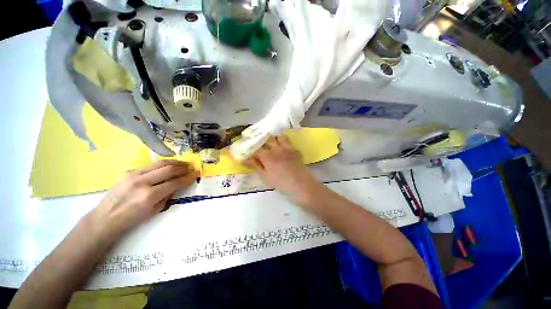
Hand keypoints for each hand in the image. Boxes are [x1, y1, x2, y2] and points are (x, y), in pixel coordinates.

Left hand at [89, 160, 198, 240]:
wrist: (105, 217)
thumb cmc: (131, 219)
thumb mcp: (154, 210)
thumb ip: (168, 195)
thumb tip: (178, 184)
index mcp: (149, 195)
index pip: (174, 182)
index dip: (188, 177)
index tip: (197, 173)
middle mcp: (141, 182)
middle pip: (168, 169)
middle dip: (183, 167)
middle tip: (192, 166)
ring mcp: (133, 174)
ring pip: (159, 163)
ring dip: (175, 162)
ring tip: (183, 163)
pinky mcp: (128, 171)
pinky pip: (150, 165)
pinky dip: (163, 164)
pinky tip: (168, 165)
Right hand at [243, 136, 323, 204]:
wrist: (300, 184)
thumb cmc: (280, 183)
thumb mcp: (265, 176)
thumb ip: (255, 166)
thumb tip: (243, 160)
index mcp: (267, 156)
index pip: (256, 150)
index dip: (253, 153)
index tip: (251, 156)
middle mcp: (276, 148)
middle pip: (267, 140)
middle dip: (263, 143)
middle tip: (262, 148)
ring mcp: (287, 148)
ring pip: (279, 137)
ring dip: (275, 140)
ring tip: (274, 145)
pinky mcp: (295, 150)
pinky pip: (289, 142)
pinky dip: (285, 143)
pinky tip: (284, 149)